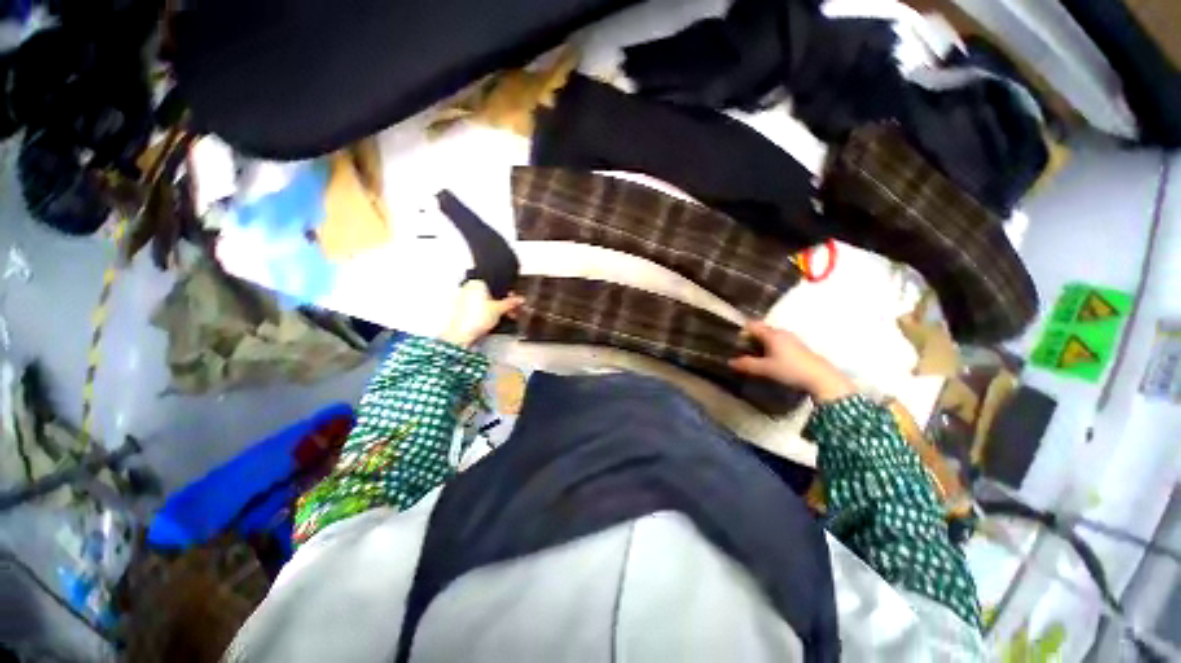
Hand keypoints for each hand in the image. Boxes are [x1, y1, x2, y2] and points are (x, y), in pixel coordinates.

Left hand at [439, 280, 524, 348]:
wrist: (461, 334)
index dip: (508, 294)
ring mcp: (463, 299)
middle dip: (503, 303)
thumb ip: (511, 303)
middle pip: (491, 294)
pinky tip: (493, 320)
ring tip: (504, 317)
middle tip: (511, 311)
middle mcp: (468, 288)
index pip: (497, 286)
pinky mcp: (461, 309)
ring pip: (485, 302)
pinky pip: (478, 308)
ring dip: (496, 309)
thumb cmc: (476, 318)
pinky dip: (486, 312)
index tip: (514, 301)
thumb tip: (519, 299)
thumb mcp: (499, 309)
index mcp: (477, 283)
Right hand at [728, 321, 855, 402]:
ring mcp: (790, 339)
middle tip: (740, 350)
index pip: (751, 325)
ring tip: (753, 356)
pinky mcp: (797, 346)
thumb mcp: (765, 369)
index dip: (741, 331)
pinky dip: (770, 347)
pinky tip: (769, 359)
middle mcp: (780, 332)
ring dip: (760, 343)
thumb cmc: (790, 369)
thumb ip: (747, 364)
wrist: (820, 377)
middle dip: (750, 338)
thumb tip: (729, 362)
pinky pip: (778, 342)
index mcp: (771, 334)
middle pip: (760, 330)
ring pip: (770, 336)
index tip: (734, 341)